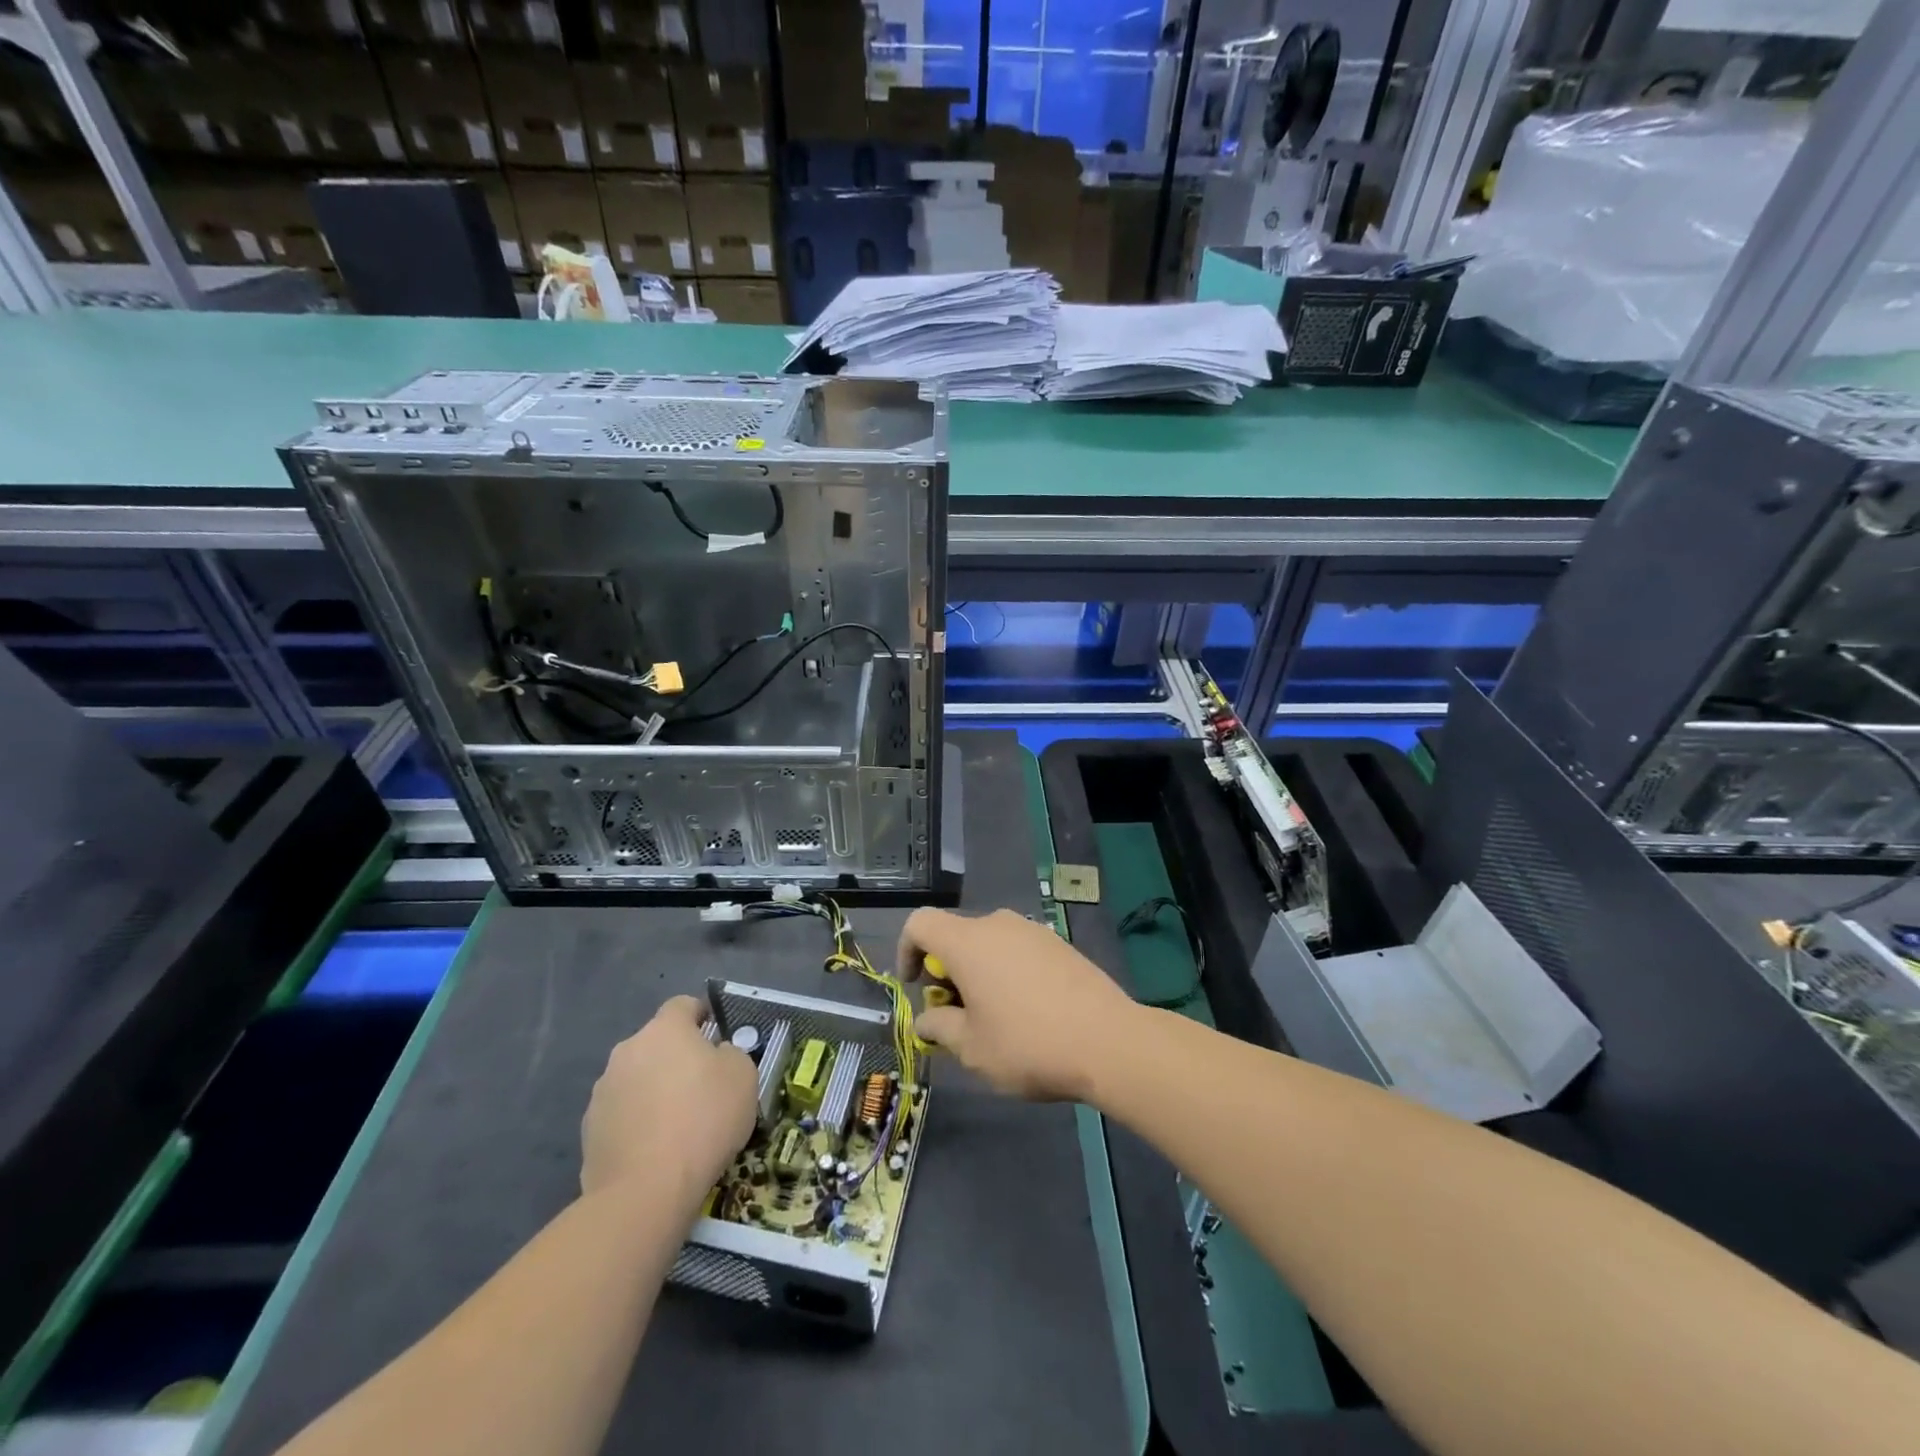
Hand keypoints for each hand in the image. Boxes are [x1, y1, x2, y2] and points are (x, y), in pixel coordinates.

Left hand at [581, 996, 755, 1204]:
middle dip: (676, 1058)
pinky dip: (638, 1123)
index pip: (683, 1005)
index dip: (701, 1016)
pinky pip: (622, 1115)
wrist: (646, 1190)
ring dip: (654, 1090)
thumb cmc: (704, 1119)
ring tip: (677, 1125)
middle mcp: (627, 1051)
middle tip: (702, 1087)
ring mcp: (603, 1092)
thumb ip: (730, 1054)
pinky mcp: (589, 1131)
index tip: (716, 1037)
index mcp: (664, 1030)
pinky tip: (656, 1150)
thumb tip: (715, 1056)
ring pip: (637, 1079)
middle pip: (657, 1044)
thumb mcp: (743, 1076)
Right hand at [897, 908, 1136, 1101]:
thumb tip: (927, 1019)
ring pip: (988, 944)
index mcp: (968, 942)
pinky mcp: (1059, 944)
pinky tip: (1026, 1011)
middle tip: (956, 1016)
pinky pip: (1018, 950)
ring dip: (978, 973)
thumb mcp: (972, 1049)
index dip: (907, 950)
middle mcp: (998, 924)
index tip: (915, 986)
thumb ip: (940, 1027)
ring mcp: (1032, 930)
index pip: (920, 923)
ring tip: (993, 1019)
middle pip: (956, 935)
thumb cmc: (1028, 1044)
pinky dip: (1007, 972)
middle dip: (946, 971)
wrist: (1108, 1041)